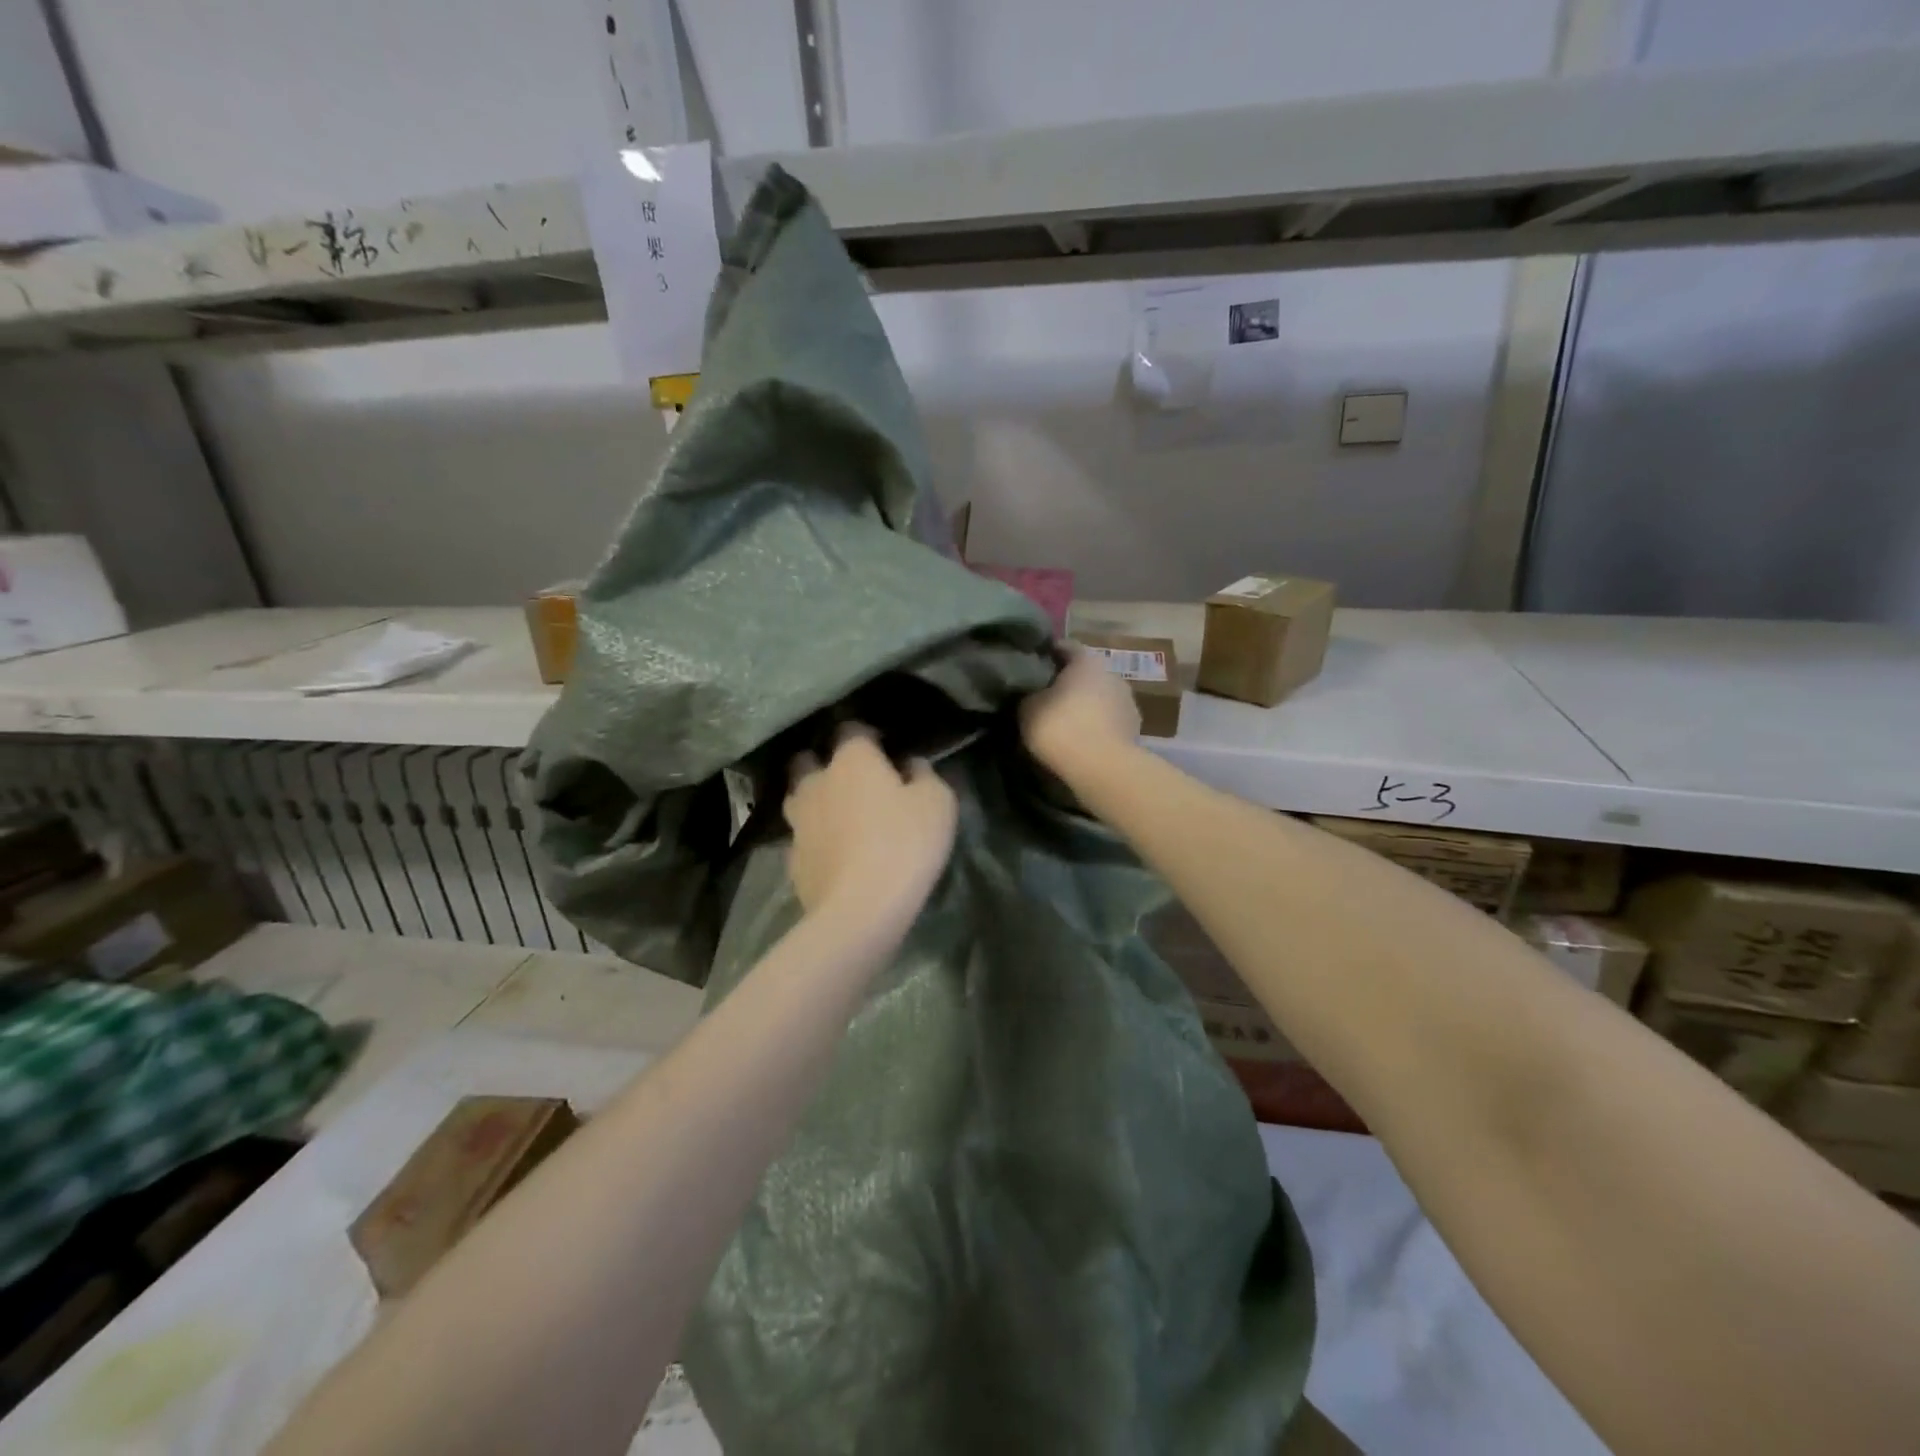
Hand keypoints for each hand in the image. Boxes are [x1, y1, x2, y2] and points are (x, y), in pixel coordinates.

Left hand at [785, 724, 957, 926]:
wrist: (859, 909)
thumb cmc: (904, 845)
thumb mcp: (937, 803)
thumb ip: (924, 774)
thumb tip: (910, 764)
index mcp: (852, 760)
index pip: (851, 729)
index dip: (866, 735)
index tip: (883, 747)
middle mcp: (817, 782)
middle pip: (808, 760)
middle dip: (824, 762)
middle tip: (851, 779)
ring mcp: (798, 822)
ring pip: (798, 798)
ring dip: (815, 800)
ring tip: (837, 814)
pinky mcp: (792, 859)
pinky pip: (801, 837)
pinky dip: (815, 839)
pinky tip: (832, 852)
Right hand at [1019, 645, 1139, 781]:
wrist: (1102, 768)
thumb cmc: (1061, 728)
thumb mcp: (1028, 709)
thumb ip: (1030, 695)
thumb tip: (1032, 694)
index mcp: (1086, 661)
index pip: (1066, 646)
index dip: (1048, 653)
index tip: (1034, 663)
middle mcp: (1111, 674)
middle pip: (1086, 673)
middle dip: (1068, 683)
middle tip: (1047, 696)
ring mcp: (1128, 702)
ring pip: (1100, 698)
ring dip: (1086, 706)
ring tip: (1066, 722)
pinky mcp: (1134, 730)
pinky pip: (1109, 721)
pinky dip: (1097, 726)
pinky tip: (1083, 740)